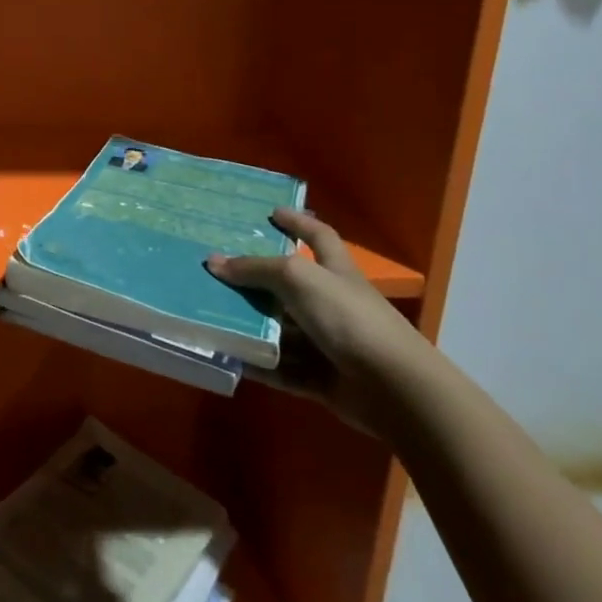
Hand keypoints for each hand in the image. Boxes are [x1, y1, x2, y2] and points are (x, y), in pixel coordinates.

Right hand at [208, 210, 430, 434]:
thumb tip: (213, 261)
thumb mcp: (298, 279)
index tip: (272, 212)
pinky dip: (258, 364)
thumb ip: (255, 269)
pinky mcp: (320, 377)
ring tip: (209, 317)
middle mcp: (331, 303)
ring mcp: (327, 342)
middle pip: (287, 287)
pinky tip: (230, 358)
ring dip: (249, 326)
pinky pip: (281, 368)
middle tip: (216, 272)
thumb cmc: (348, 317)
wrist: (393, 388)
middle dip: (255, 280)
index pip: (318, 236)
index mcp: (335, 271)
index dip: (298, 222)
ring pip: (280, 330)